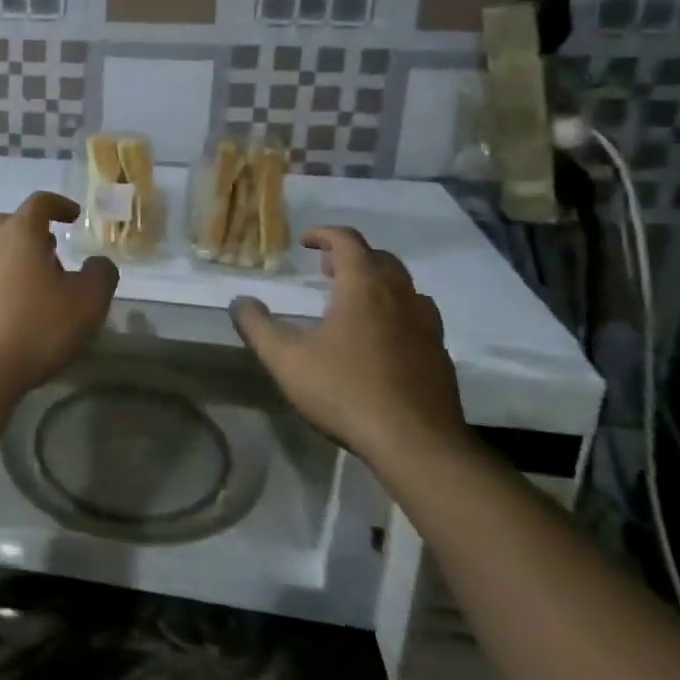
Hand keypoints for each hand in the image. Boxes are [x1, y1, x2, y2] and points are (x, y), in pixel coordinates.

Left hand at [0, 192, 118, 395]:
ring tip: (37, 281)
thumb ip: (101, 275)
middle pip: (11, 222)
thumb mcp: (87, 303)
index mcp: (20, 232)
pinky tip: (14, 305)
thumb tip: (98, 263)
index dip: (59, 205)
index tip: (74, 217)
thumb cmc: (37, 327)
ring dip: (16, 255)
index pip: (40, 202)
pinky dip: (0, 278)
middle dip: (34, 231)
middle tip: (54, 251)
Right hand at [230, 226, 468, 471]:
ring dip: (378, 283)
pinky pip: (418, 318)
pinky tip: (380, 340)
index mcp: (364, 288)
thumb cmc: (345, 391)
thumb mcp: (285, 359)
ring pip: (404, 287)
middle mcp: (401, 297)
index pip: (348, 241)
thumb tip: (239, 301)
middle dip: (351, 257)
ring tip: (353, 302)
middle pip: (380, 258)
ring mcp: (427, 326)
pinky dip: (396, 313)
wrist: (416, 444)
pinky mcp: (440, 355)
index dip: (325, 234)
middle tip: (326, 271)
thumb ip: (257, 326)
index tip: (305, 243)